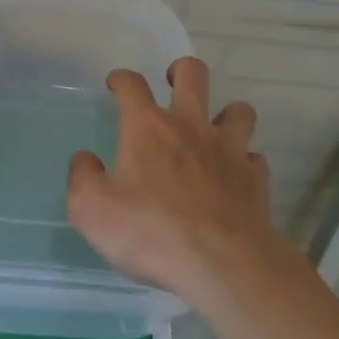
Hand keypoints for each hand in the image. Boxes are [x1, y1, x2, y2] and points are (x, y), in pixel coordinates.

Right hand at [67, 57, 283, 306]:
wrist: (224, 266)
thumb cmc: (152, 232)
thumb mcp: (92, 210)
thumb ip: (82, 178)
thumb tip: (86, 160)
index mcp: (147, 127)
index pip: (131, 83)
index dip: (121, 79)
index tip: (116, 86)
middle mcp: (189, 126)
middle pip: (193, 73)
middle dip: (182, 71)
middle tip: (173, 85)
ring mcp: (228, 150)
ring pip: (238, 110)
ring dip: (226, 115)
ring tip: (213, 131)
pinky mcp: (255, 180)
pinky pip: (254, 158)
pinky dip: (245, 163)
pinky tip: (235, 177)